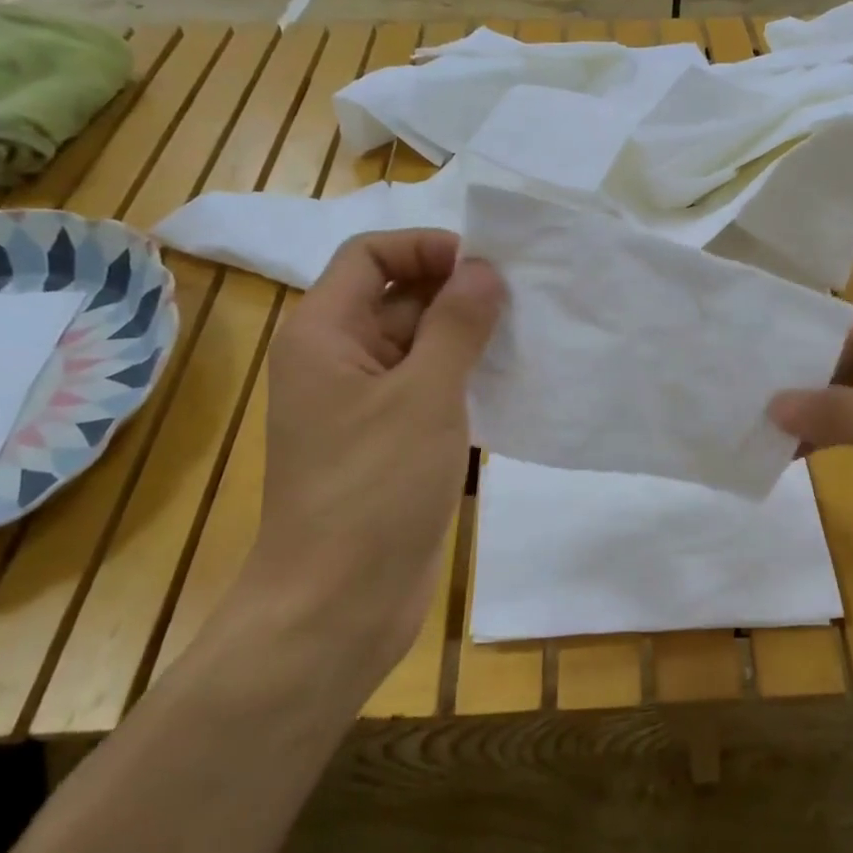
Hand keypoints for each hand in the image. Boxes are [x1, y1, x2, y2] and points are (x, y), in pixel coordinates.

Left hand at [239, 229, 502, 673]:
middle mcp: (339, 360)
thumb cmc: (374, 488)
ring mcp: (365, 405)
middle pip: (397, 298)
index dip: (425, 249)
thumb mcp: (424, 395)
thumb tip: (483, 269)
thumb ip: (455, 324)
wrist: (340, 603)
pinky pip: (428, 392)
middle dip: (456, 293)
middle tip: (522, 301)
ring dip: (467, 338)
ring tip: (528, 337)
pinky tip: (512, 386)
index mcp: (325, 333)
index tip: (486, 266)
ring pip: (419, 347)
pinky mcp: (390, 443)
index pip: (370, 256)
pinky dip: (465, 381)